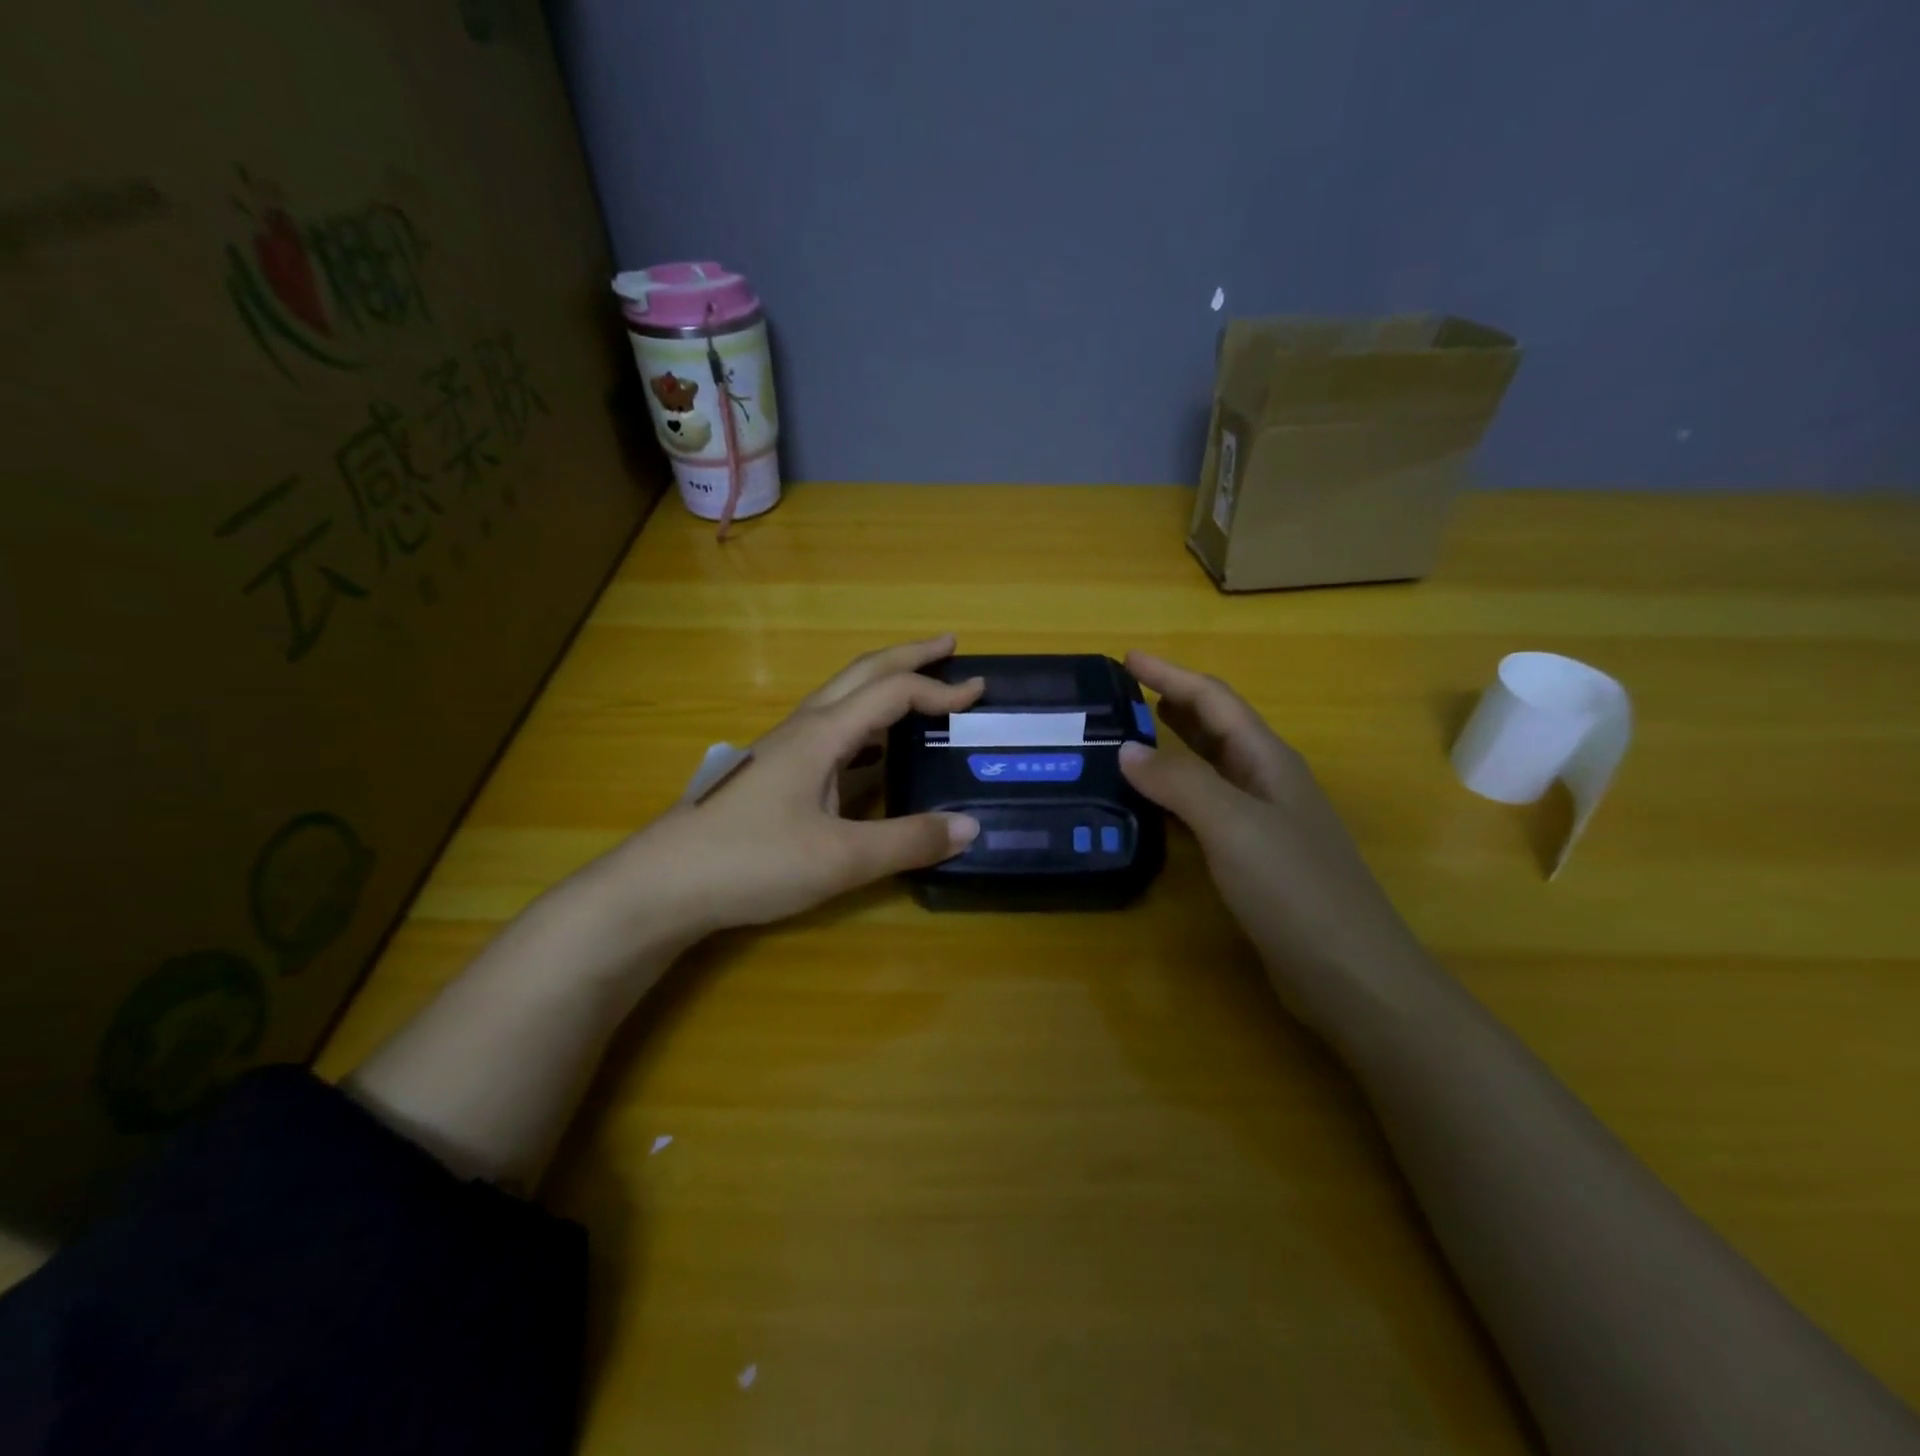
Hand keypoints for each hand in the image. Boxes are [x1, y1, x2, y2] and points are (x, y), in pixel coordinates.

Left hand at [635, 635, 984, 933]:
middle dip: (909, 656)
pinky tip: (871, 756)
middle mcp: (803, 729)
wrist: (661, 885)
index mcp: (822, 734)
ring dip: (884, 687)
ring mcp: (783, 749)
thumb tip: (969, 826)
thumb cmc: (750, 862)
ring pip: (842, 699)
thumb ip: (908, 841)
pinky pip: (830, 732)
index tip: (979, 693)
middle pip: (862, 673)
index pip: (892, 692)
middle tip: (950, 646)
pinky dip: (865, 726)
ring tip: (919, 693)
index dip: (939, 689)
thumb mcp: (840, 859)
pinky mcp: (773, 774)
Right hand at [1117, 652, 1428, 1030]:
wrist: (1351, 973)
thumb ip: (1180, 782)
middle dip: (1172, 702)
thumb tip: (1127, 749)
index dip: (1170, 674)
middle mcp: (1267, 782)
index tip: (1126, 657)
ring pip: (1211, 767)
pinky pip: (1207, 808)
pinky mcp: (1255, 858)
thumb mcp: (1233, 826)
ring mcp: (1264, 821)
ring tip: (1129, 738)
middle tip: (1122, 694)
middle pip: (1216, 727)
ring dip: (1174, 746)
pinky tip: (1154, 804)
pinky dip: (1176, 793)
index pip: (1214, 700)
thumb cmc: (1295, 889)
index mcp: (1268, 761)